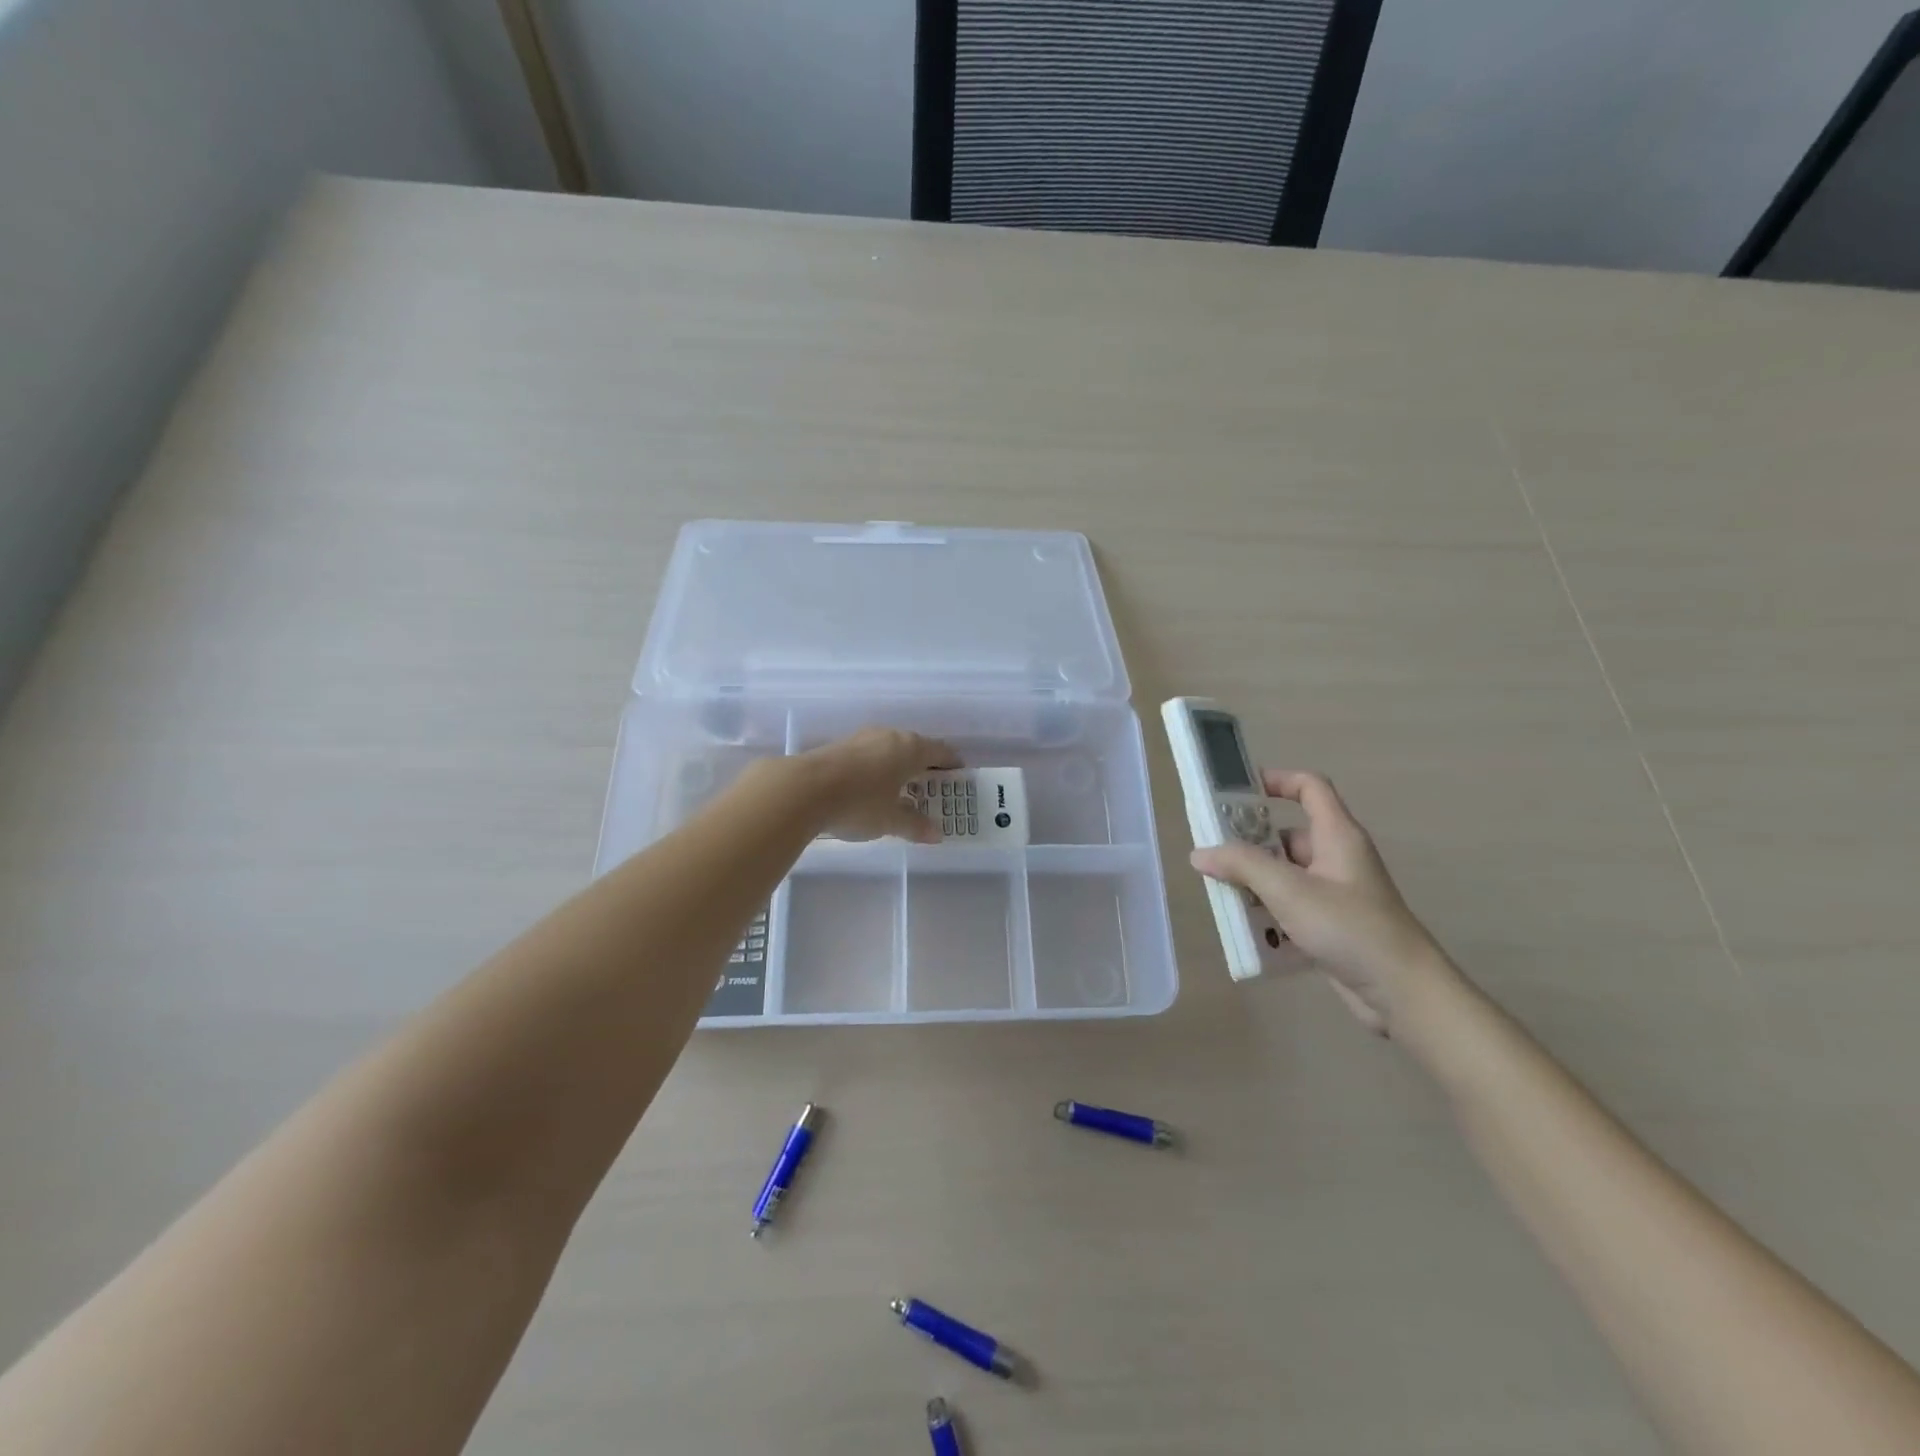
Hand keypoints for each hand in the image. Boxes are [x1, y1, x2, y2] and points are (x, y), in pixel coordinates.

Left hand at [790, 728, 961, 843]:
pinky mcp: (840, 746)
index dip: (951, 763)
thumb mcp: (890, 821)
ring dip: (899, 765)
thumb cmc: (858, 803)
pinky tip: (872, 785)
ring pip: (890, 748)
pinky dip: (878, 767)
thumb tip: (936, 833)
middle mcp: (889, 736)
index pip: (940, 751)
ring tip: (902, 786)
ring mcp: (862, 738)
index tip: (958, 774)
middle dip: (925, 765)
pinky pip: (870, 754)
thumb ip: (915, 825)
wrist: (802, 789)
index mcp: (910, 748)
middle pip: (915, 747)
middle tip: (932, 785)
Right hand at [1190, 770, 1448, 1034]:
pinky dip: (1268, 913)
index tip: (1237, 792)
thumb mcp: (1289, 891)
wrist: (1404, 994)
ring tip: (1220, 894)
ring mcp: (1336, 894)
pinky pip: (1291, 907)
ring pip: (1285, 875)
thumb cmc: (1350, 928)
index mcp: (1337, 836)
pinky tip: (1245, 929)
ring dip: (1254, 884)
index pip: (1310, 788)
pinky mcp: (1332, 925)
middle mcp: (1337, 858)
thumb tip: (1200, 852)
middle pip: (1287, 836)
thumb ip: (1242, 866)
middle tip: (1212, 855)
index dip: (1277, 780)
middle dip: (1249, 845)